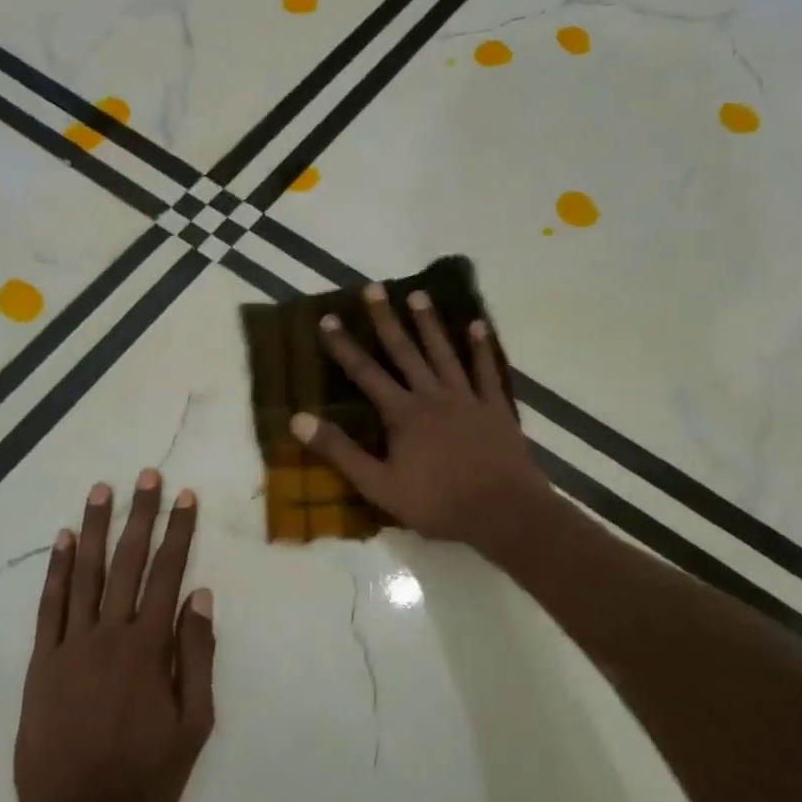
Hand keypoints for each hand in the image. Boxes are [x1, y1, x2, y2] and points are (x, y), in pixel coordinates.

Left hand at [15, 471, 215, 801]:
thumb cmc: (143, 778)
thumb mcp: (193, 726)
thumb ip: (196, 657)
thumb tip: (199, 596)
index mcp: (147, 648)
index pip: (168, 574)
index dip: (178, 532)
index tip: (185, 497)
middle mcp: (108, 634)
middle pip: (127, 562)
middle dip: (140, 515)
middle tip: (146, 475)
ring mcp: (69, 645)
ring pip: (84, 573)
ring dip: (94, 528)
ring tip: (101, 490)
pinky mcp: (40, 662)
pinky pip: (48, 605)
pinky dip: (55, 569)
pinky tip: (62, 539)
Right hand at [291, 282, 551, 548]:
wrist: (502, 513)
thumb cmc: (437, 503)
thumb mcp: (378, 485)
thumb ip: (339, 451)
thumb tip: (298, 419)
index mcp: (403, 414)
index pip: (366, 373)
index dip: (344, 346)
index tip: (328, 319)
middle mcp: (433, 396)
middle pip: (405, 351)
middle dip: (386, 320)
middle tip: (374, 288)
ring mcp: (467, 398)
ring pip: (444, 353)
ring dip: (430, 323)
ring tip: (418, 294)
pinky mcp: (495, 408)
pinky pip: (486, 371)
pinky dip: (481, 347)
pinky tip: (478, 325)